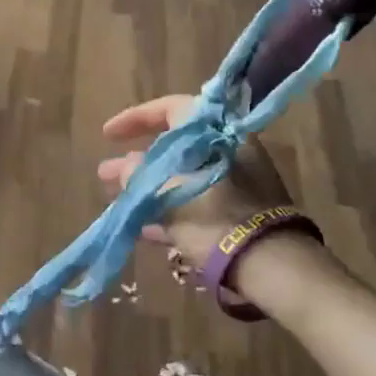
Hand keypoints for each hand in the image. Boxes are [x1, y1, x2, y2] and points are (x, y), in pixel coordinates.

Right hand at [96, 94, 294, 264]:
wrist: (269, 265)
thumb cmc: (214, 218)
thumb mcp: (168, 194)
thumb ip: (139, 175)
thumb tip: (123, 167)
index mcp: (216, 134)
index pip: (171, 109)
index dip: (135, 118)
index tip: (107, 135)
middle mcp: (229, 152)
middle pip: (175, 148)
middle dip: (136, 162)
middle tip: (106, 174)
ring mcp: (236, 185)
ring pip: (183, 178)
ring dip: (149, 189)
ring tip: (118, 203)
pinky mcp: (238, 216)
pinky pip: (196, 204)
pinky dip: (169, 211)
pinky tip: (142, 229)